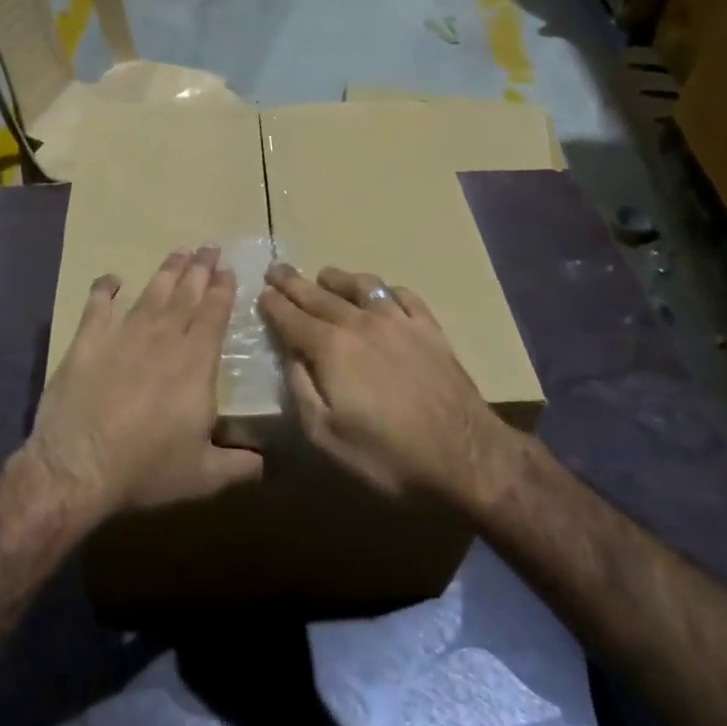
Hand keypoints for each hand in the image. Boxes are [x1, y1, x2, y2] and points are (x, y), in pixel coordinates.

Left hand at [29, 247, 262, 518]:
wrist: (78, 467)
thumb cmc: (146, 469)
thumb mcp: (203, 476)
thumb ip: (238, 465)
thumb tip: (266, 465)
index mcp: (196, 364)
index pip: (214, 315)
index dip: (222, 290)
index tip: (228, 269)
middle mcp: (163, 339)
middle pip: (186, 295)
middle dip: (200, 269)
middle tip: (209, 246)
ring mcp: (123, 335)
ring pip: (151, 293)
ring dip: (167, 271)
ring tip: (179, 252)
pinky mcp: (88, 341)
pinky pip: (98, 305)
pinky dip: (105, 288)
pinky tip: (112, 278)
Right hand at [260, 264, 508, 503]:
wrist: (466, 456)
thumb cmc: (388, 456)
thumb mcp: (327, 437)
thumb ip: (301, 391)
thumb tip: (289, 356)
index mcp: (331, 348)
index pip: (292, 318)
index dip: (274, 305)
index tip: (261, 293)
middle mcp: (361, 323)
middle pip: (319, 296)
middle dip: (294, 282)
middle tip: (277, 269)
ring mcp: (399, 322)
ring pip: (362, 287)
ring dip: (337, 279)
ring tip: (324, 275)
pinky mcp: (430, 329)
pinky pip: (403, 295)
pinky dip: (384, 289)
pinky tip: (381, 293)